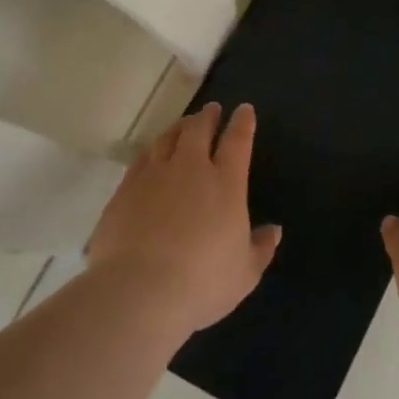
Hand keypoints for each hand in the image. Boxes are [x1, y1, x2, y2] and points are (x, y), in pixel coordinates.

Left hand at [86, 102, 280, 336]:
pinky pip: (141, 159)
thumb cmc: (203, 283)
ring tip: (183, 125)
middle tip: (211, 109)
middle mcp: (190, 169)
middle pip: (198, 130)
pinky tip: (151, 153)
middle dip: (207, 117)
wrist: (139, 289)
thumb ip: (261, 248)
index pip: (237, 142)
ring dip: (178, 128)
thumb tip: (274, 230)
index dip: (242, 123)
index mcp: (225, 183)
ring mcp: (153, 176)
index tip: (244, 110)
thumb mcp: (245, 273)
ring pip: (167, 139)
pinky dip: (152, 150)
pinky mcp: (125, 189)